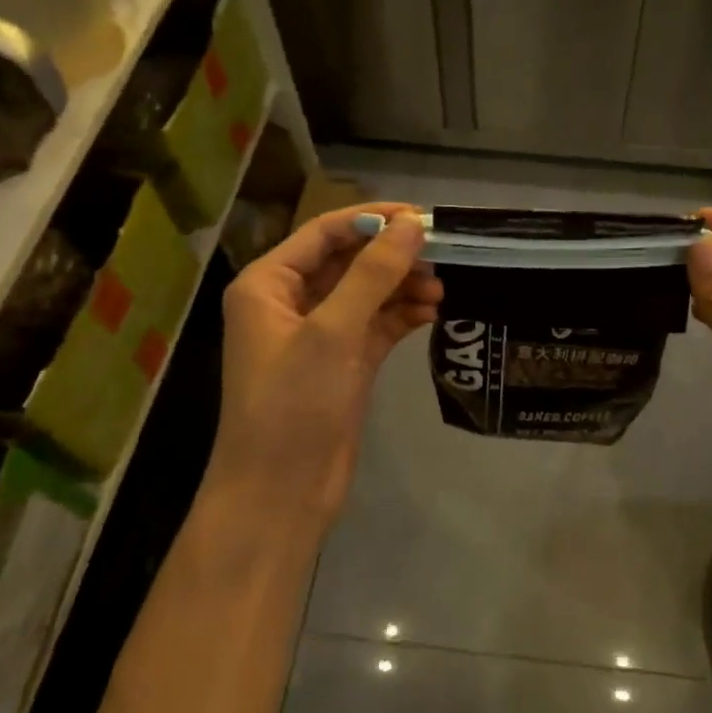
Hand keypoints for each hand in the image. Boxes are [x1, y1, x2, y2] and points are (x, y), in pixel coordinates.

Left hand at [210, 203, 439, 526]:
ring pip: (367, 293)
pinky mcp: (343, 362)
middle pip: (349, 261)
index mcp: (268, 284)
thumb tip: (413, 225)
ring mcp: (319, 334)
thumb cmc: (292, 405)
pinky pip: (377, 324)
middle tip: (443, 254)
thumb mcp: (333, 332)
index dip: (373, 220)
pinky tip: (433, 314)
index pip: (325, 233)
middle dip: (393, 257)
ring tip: (441, 289)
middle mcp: (291, 302)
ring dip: (403, 287)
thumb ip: (374, 274)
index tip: (424, 217)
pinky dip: (402, 316)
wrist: (279, 495)